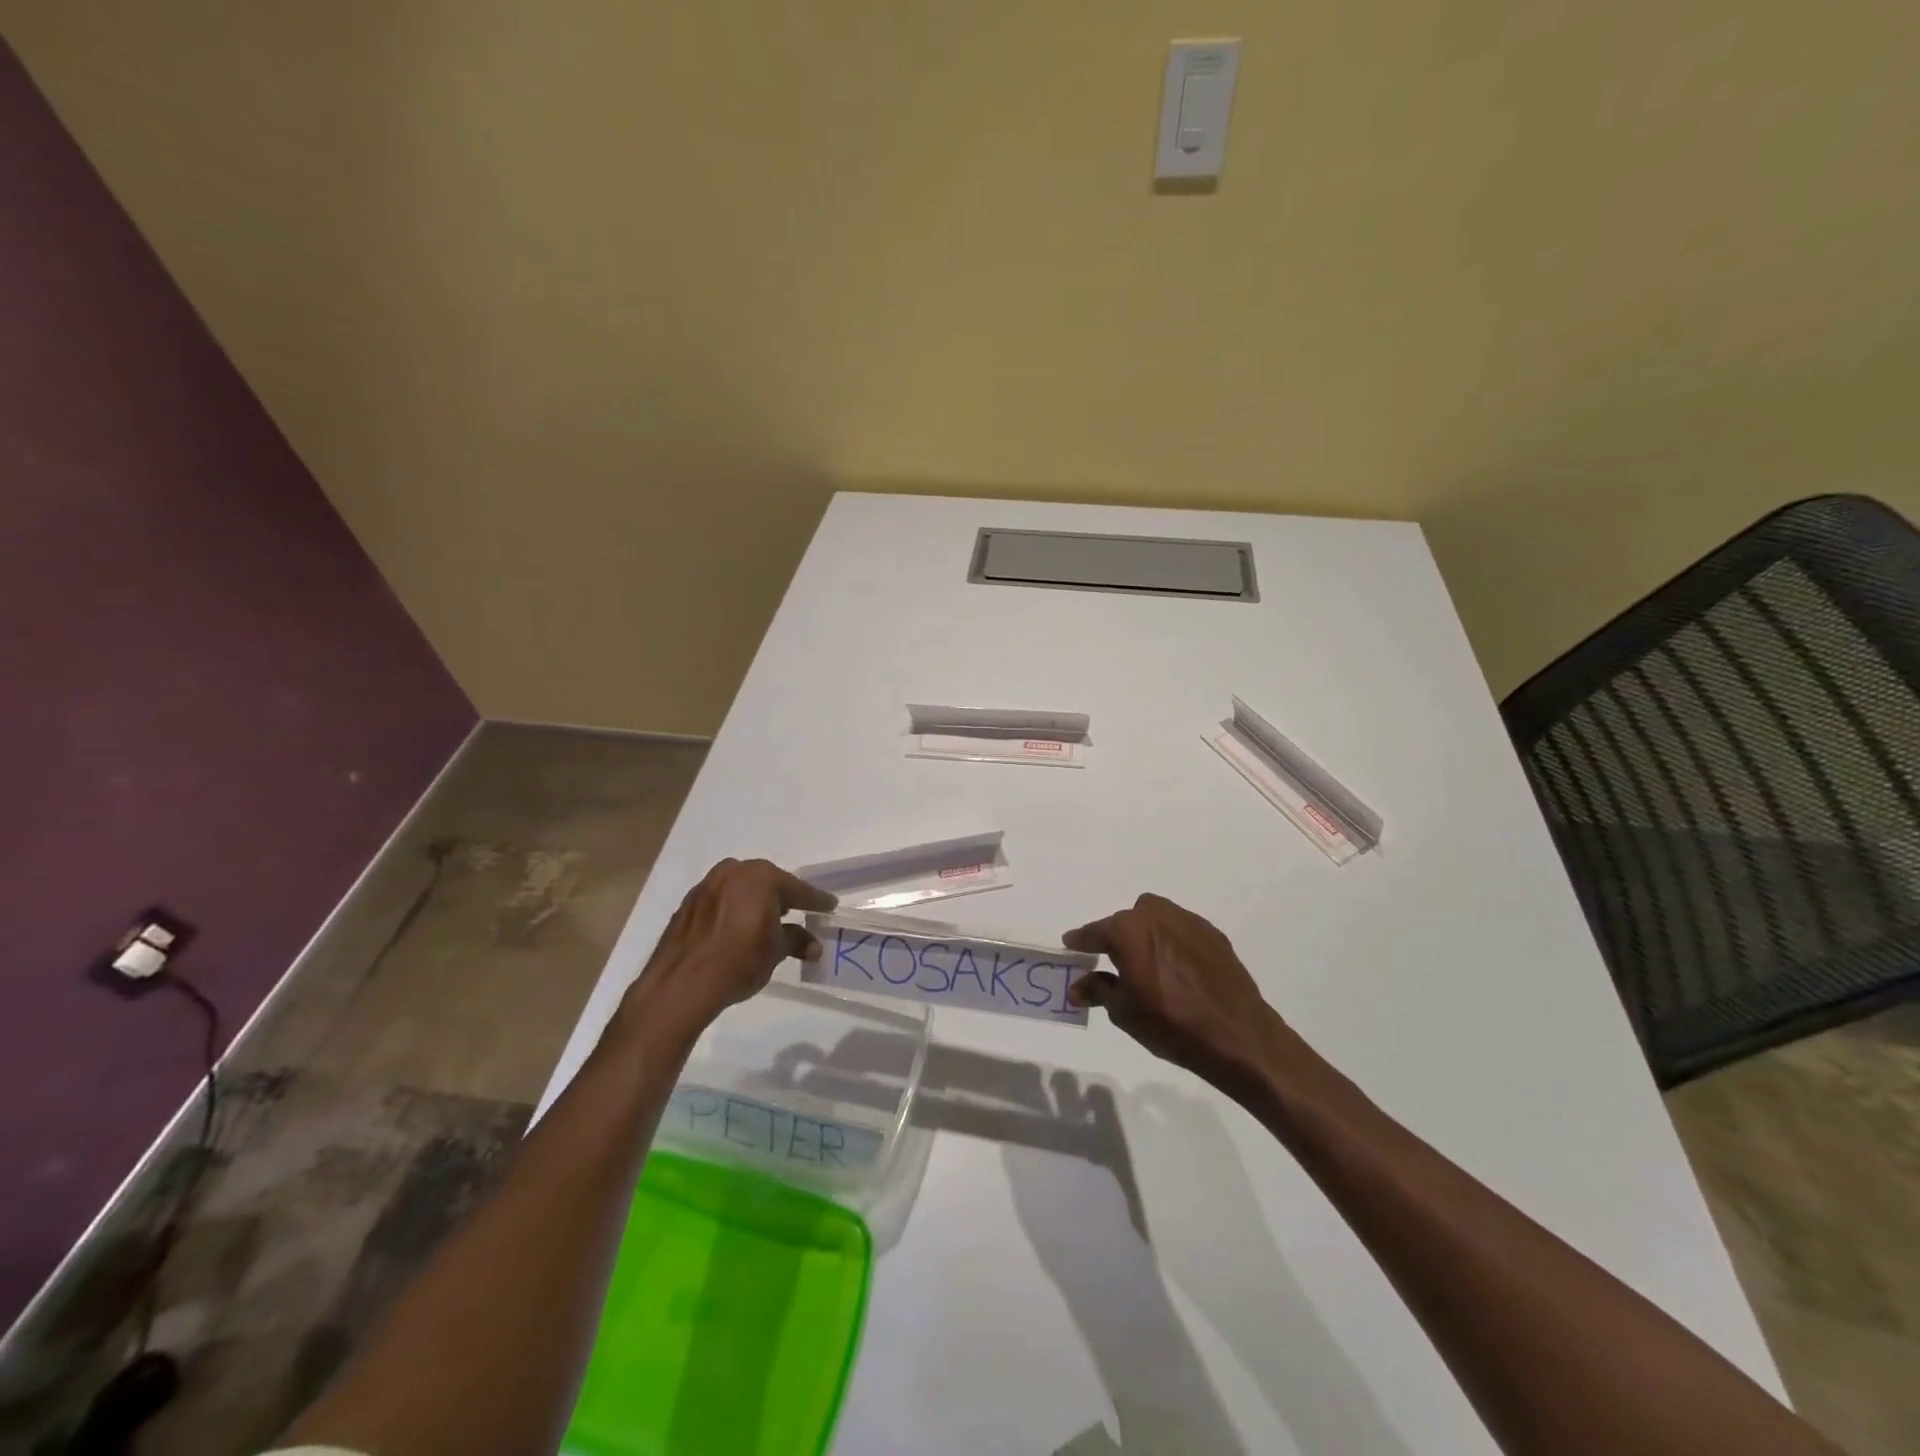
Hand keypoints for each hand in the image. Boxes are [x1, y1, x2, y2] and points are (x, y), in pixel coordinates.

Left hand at [629, 858, 836, 1032]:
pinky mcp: (688, 904)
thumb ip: (796, 940)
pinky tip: (737, 928)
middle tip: (797, 911)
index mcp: (760, 877)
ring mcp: (707, 885)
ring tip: (766, 921)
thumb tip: (813, 945)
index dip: (815, 900)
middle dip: (782, 897)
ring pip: (741, 888)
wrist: (681, 984)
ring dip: (755, 902)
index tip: (829, 906)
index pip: (797, 889)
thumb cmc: (738, 961)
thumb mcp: (776, 952)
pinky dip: (733, 910)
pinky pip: (721, 900)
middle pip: (767, 882)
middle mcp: (733, 872)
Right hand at [1065, 894, 1287, 1093]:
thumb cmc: (1170, 1023)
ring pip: (1156, 918)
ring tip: (1146, 964)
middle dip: (1116, 937)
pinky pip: (1181, 930)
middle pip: (1126, 920)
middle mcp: (1156, 915)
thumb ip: (1097, 990)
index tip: (1071, 945)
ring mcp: (1188, 922)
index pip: (1095, 931)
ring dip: (1145, 934)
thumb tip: (1076, 987)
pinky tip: (1176, 970)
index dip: (1081, 940)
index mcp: (1128, 930)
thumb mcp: (1124, 1012)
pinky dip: (1172, 942)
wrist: (1237, 1035)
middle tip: (1113, 962)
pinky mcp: (1213, 935)